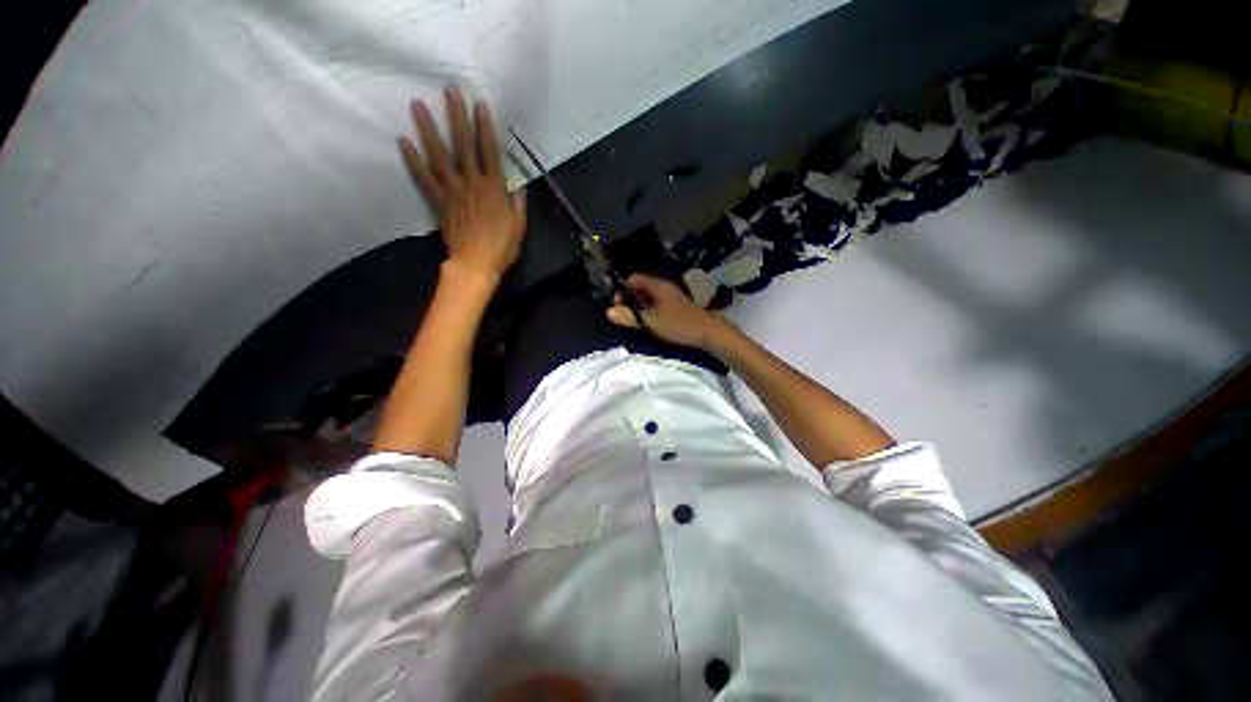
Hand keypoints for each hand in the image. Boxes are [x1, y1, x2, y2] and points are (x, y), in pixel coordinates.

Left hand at [399, 86, 526, 281]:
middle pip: (462, 145)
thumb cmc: (502, 246)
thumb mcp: (519, 224)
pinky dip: (413, 160)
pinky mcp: (439, 201)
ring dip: (428, 129)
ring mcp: (452, 190)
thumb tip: (518, 184)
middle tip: (449, 91)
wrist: (476, 262)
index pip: (488, 151)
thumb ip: (518, 202)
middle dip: (456, 116)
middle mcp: (472, 182)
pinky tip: (403, 142)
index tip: (479, 104)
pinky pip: (424, 178)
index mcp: (494, 188)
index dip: (484, 127)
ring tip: (417, 106)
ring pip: (439, 155)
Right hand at [605, 274, 735, 350]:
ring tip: (634, 320)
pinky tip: (649, 322)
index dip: (622, 289)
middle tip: (624, 314)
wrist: (708, 332)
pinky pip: (656, 303)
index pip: (633, 278)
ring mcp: (671, 296)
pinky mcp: (675, 306)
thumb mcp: (651, 322)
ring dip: (639, 305)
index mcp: (658, 286)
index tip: (617, 305)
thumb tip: (608, 311)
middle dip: (629, 298)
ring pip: (648, 296)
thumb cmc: (679, 324)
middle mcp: (664, 287)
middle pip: (640, 286)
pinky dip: (649, 310)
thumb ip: (630, 316)